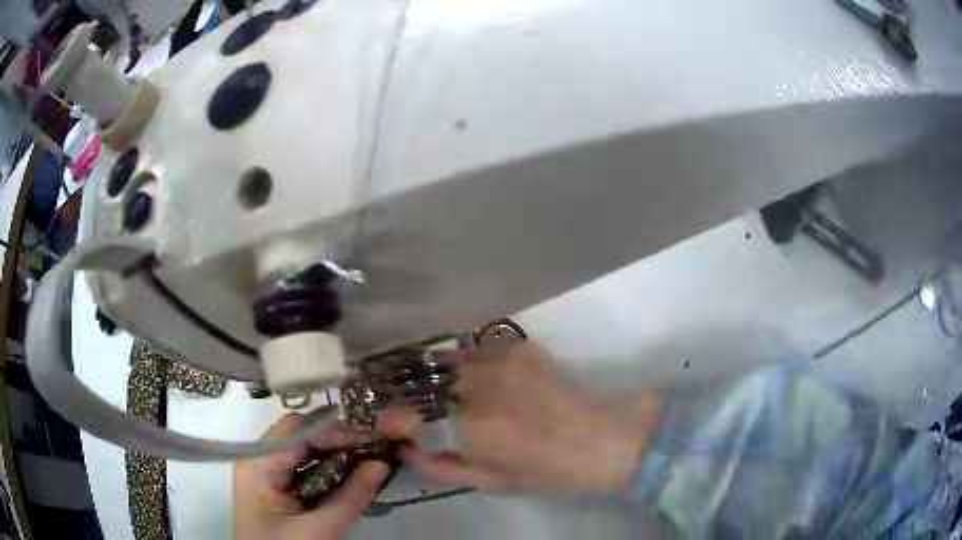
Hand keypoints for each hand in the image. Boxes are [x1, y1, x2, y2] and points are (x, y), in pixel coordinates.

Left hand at [233, 414, 388, 539]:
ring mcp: (264, 472)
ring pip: (302, 448)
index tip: (374, 437)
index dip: (336, 431)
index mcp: (258, 465)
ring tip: (367, 457)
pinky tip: (348, 473)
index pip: (298, 430)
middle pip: (299, 434)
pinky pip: (301, 465)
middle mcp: (257, 459)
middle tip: (373, 446)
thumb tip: (381, 463)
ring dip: (334, 451)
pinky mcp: (273, 486)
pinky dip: (326, 466)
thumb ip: (350, 496)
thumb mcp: (320, 529)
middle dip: (337, 438)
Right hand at [378, 341, 664, 495]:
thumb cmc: (550, 471)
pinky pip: (470, 353)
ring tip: (431, 398)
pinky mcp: (516, 346)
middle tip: (406, 414)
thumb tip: (405, 452)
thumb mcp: (492, 483)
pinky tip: (466, 383)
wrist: (605, 436)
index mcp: (473, 427)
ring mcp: (499, 359)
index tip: (386, 426)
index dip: (390, 419)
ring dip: (429, 381)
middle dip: (405, 400)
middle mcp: (480, 386)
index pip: (408, 414)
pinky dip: (458, 368)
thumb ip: (441, 468)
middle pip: (420, 384)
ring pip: (443, 363)